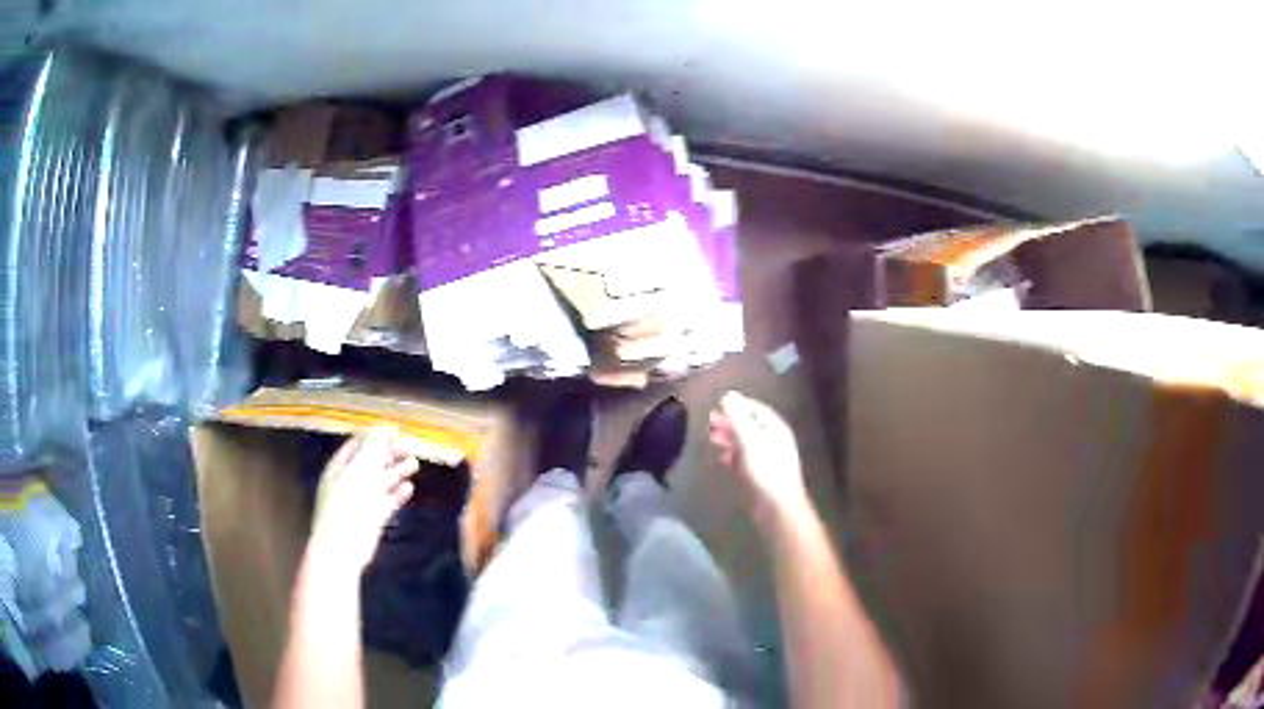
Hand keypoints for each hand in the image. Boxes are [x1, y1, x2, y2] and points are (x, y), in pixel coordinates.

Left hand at [309, 427, 417, 574]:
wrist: (342, 548)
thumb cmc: (345, 506)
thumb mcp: (357, 473)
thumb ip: (370, 451)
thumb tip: (380, 429)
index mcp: (340, 467)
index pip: (359, 444)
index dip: (376, 435)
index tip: (397, 429)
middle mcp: (350, 480)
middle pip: (372, 461)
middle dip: (390, 452)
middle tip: (410, 445)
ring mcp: (361, 499)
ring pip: (381, 480)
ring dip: (397, 471)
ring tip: (415, 463)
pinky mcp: (373, 516)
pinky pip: (387, 500)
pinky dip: (397, 493)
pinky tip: (409, 487)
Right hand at [709, 391, 808, 522]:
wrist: (776, 506)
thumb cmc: (765, 470)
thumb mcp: (749, 440)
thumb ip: (738, 417)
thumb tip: (728, 395)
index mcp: (775, 428)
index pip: (756, 409)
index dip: (738, 405)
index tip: (718, 404)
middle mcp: (774, 440)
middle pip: (750, 425)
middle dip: (730, 422)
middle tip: (710, 421)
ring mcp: (768, 459)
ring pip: (746, 443)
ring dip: (729, 438)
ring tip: (711, 438)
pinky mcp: (761, 475)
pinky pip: (745, 459)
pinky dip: (732, 455)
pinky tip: (722, 459)